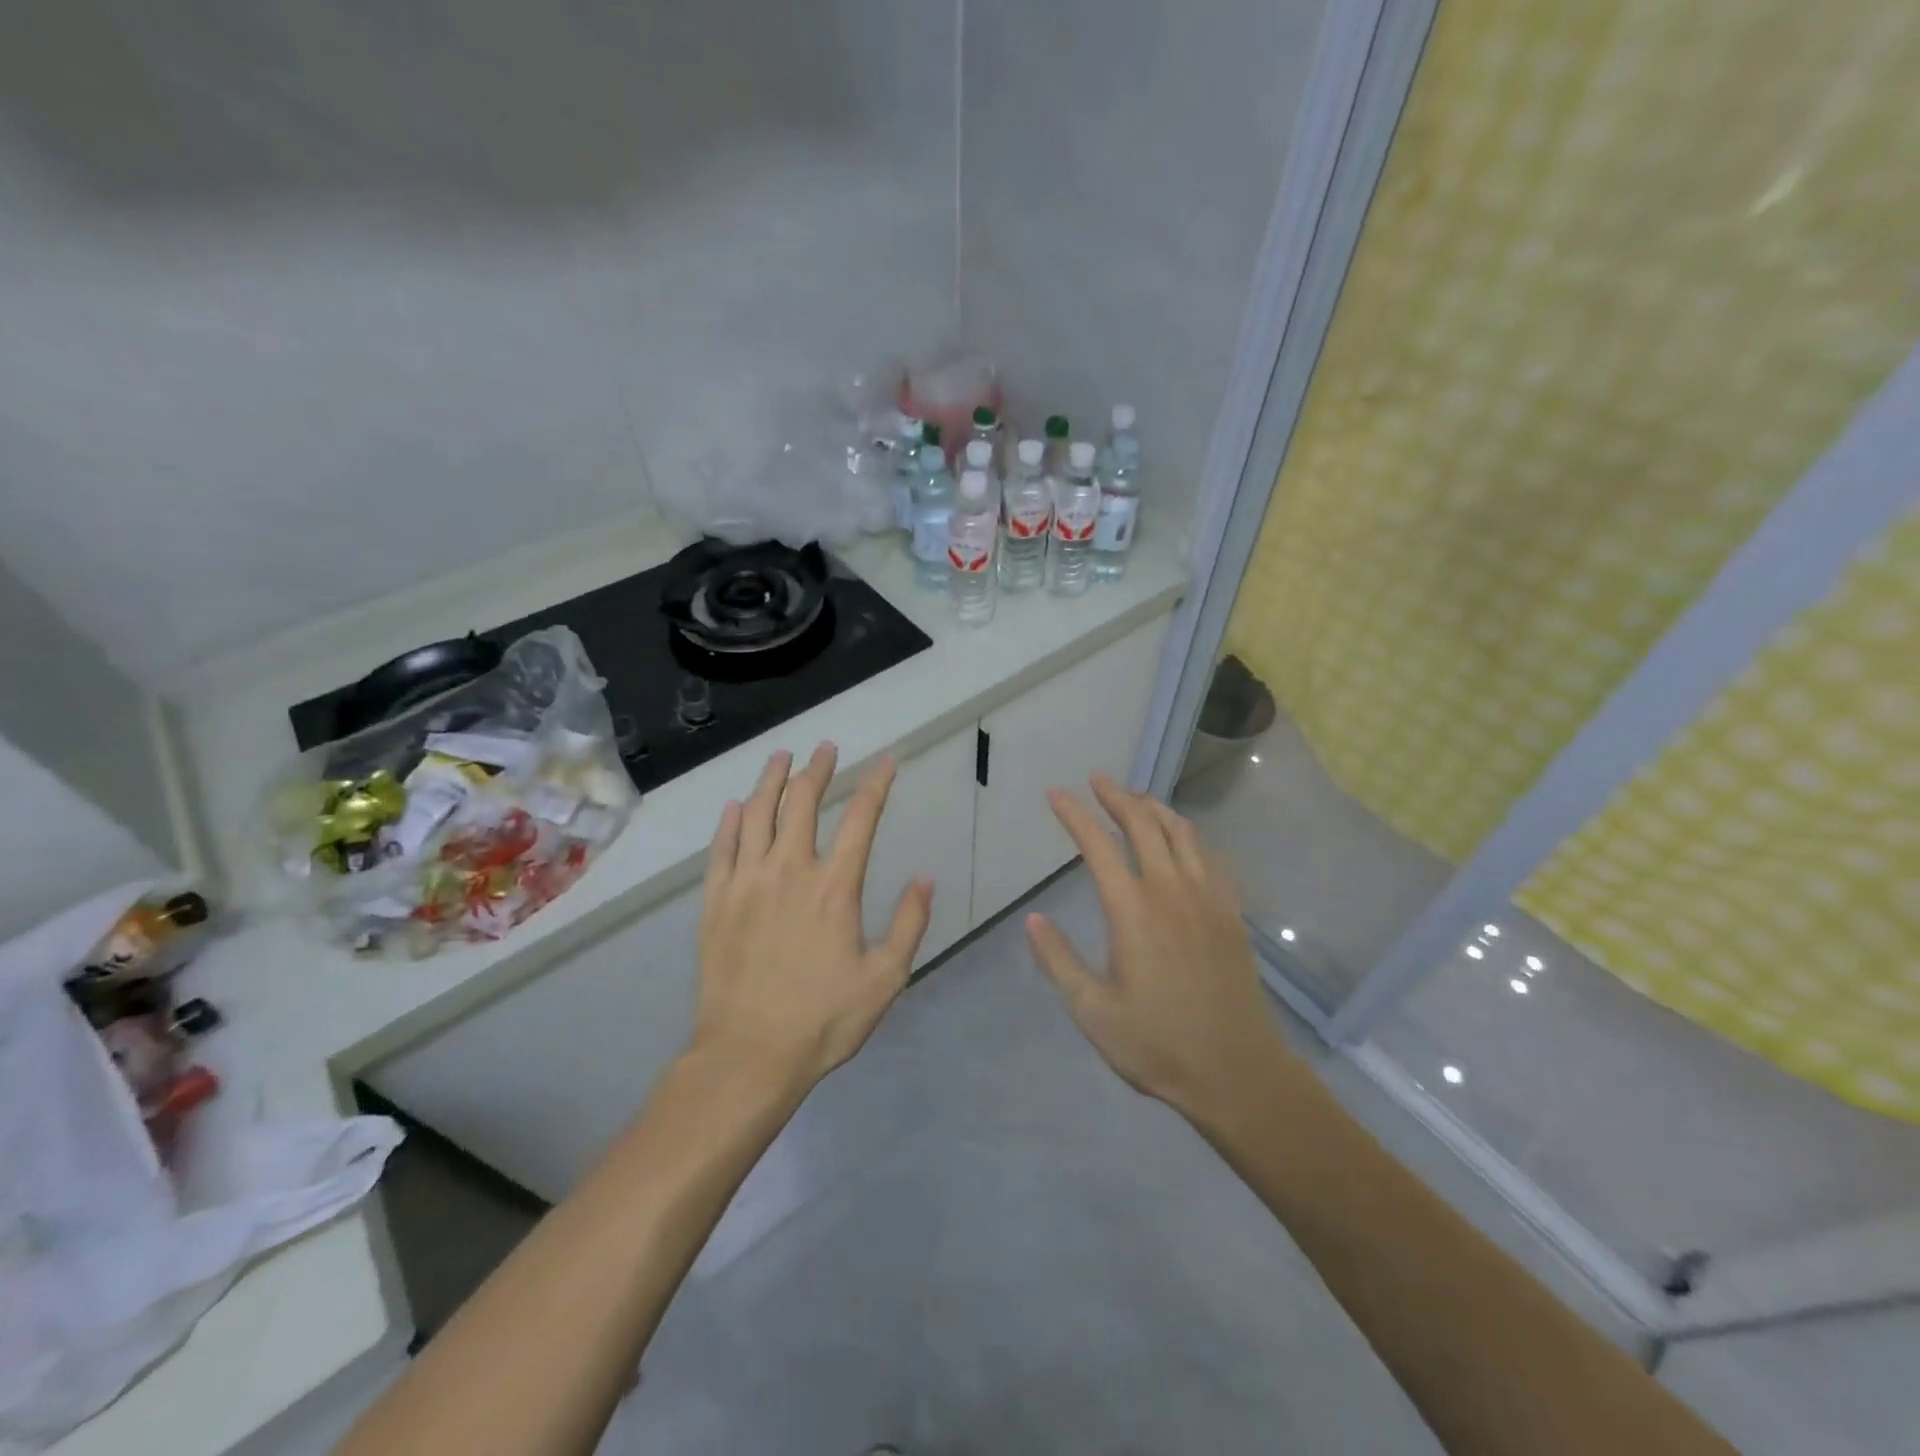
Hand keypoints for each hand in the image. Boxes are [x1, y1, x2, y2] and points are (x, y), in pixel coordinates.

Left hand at [694, 743, 932, 1090]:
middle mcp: (789, 871)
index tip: (887, 761)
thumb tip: (925, 878)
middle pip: (803, 802)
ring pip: (757, 814)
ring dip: (771, 780)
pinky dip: (730, 821)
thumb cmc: (823, 1020)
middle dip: (817, 769)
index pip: (861, 818)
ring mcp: (747, 882)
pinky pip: (722, 847)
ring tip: (782, 757)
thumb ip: (909, 924)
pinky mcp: (716, 901)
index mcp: (834, 887)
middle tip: (825, 749)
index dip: (876, 784)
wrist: (748, 1055)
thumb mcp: (885, 978)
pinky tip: (735, 806)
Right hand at [1026, 773, 1293, 1125]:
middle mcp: (1171, 891)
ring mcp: (1207, 899)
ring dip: (1156, 808)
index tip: (1057, 793)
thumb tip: (1033, 919)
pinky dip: (1190, 835)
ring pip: (1182, 833)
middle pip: (1143, 825)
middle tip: (1098, 779)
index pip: (1097, 845)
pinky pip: (1211, 857)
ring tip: (1137, 797)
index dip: (1074, 814)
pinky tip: (1184, 838)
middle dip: (1117, 797)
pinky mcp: (1231, 914)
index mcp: (1133, 910)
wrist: (1237, 1072)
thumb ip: (1059, 960)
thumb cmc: (1157, 1045)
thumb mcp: (1092, 1011)